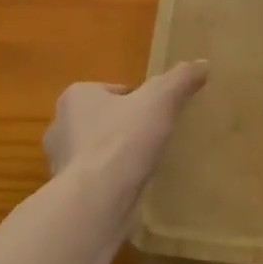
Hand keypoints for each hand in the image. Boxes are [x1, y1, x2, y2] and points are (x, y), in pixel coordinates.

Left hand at [44, 61, 209, 214]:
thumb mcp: (160, 100)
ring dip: (116, 156)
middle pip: (103, 120)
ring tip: (145, 165)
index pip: (114, 91)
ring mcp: (61, 162)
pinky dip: (111, 181)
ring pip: (96, 150)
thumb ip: (180, 79)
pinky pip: (95, 179)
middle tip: (154, 138)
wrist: (96, 200)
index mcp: (76, 96)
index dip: (138, 100)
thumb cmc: (123, 140)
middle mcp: (60, 126)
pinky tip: (132, 188)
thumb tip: (203, 63)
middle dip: (124, 127)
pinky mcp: (67, 192)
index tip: (158, 114)